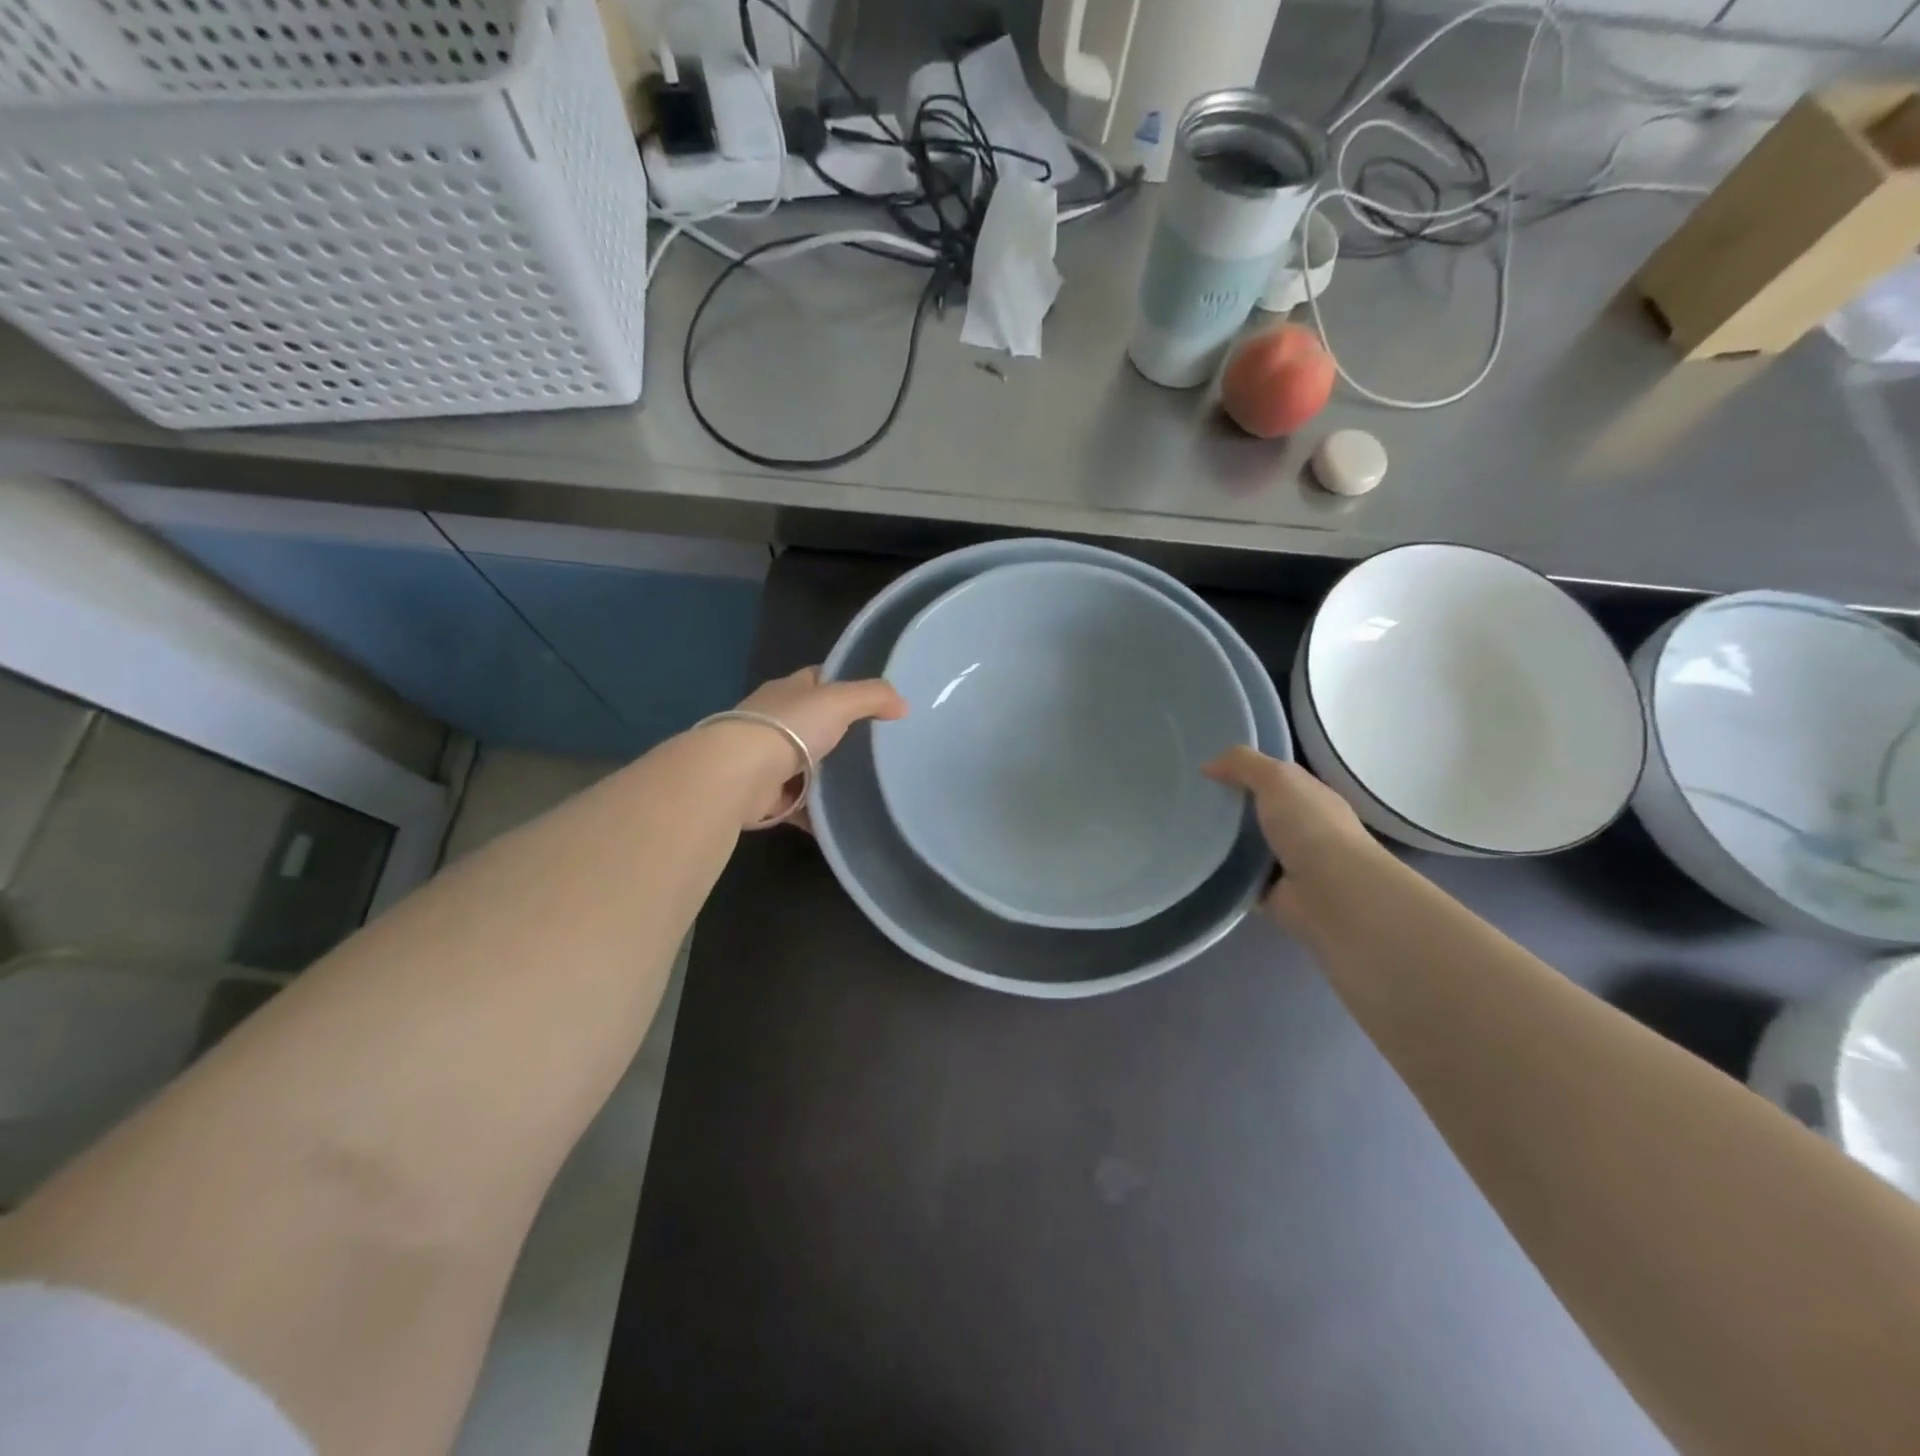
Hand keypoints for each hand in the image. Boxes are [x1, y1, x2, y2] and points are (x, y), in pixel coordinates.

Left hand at [732, 667, 906, 827]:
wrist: (739, 775)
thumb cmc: (790, 728)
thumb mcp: (840, 701)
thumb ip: (873, 697)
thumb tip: (902, 705)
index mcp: (788, 691)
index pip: (820, 680)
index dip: (845, 685)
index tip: (876, 701)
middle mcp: (775, 721)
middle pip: (815, 725)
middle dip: (842, 736)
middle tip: (882, 750)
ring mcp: (768, 760)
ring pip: (808, 766)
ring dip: (830, 777)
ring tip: (869, 787)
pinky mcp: (767, 796)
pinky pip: (801, 804)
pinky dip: (818, 813)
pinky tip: (843, 821)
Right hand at [1203, 747, 1382, 924]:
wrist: (1332, 892)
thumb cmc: (1309, 826)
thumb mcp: (1277, 778)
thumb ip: (1243, 763)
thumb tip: (1207, 766)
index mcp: (1308, 797)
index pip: (1271, 779)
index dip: (1241, 771)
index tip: (1203, 772)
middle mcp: (1300, 828)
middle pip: (1254, 812)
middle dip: (1225, 808)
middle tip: (1185, 801)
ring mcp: (1286, 863)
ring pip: (1243, 846)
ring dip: (1219, 842)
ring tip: (1180, 832)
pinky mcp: (1269, 893)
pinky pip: (1235, 878)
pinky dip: (1219, 874)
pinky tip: (1192, 864)